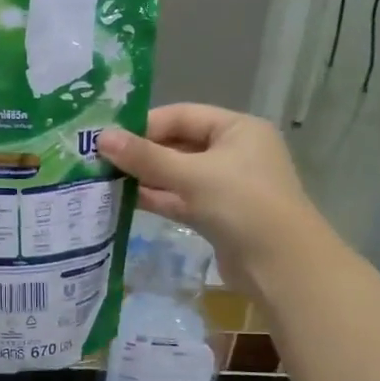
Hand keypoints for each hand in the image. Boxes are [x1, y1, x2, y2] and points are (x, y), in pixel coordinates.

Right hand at [98, 104, 326, 285]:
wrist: (280, 265)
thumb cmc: (241, 204)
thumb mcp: (191, 175)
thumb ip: (146, 158)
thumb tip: (102, 138)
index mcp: (238, 129)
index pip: (183, 115)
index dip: (145, 125)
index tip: (108, 137)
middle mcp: (234, 152)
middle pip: (179, 145)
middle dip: (142, 153)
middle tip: (99, 159)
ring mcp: (226, 186)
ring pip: (178, 175)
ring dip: (145, 178)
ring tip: (104, 180)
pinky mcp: (217, 216)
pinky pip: (181, 200)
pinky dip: (158, 199)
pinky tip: (124, 200)